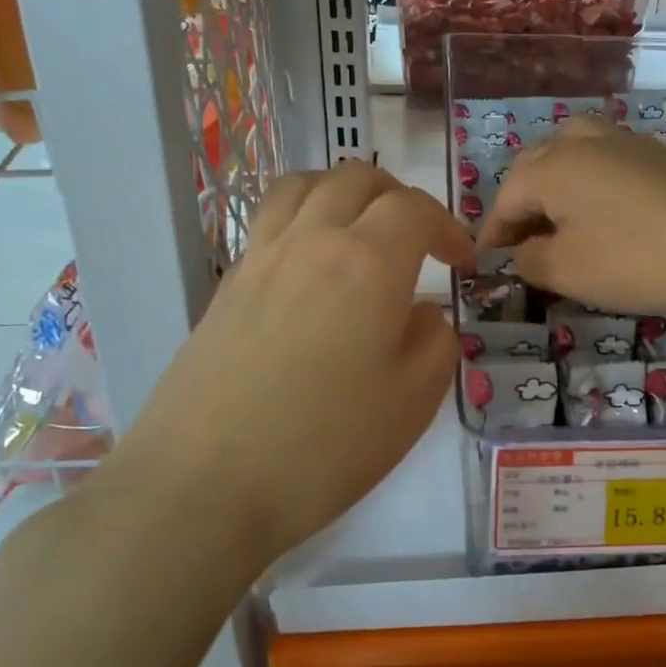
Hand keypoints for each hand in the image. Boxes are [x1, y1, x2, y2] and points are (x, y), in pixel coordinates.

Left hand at [112, 161, 472, 565]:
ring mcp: (259, 259)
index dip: (448, 228)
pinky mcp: (226, 286)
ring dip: (343, 193)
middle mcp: (311, 241)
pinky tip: (312, 269)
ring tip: (361, 231)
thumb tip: (424, 313)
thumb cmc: (324, 446)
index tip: (462, 265)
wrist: (202, 487)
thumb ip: (435, 342)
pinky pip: (270, 221)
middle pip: (356, 179)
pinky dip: (303, 219)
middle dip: (399, 197)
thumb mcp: (413, 401)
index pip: (415, 210)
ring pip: (303, 186)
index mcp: (367, 262)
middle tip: (418, 240)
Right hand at [478, 119, 665, 317]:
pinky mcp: (654, 153)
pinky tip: (601, 208)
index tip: (489, 263)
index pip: (506, 198)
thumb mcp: (565, 271)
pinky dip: (588, 178)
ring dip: (553, 181)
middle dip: (520, 203)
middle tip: (520, 242)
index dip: (493, 233)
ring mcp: (622, 140)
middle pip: (534, 166)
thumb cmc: (632, 261)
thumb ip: (527, 259)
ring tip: (557, 217)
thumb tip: (522, 251)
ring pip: (570, 150)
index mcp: (551, 166)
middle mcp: (581, 141)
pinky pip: (604, 156)